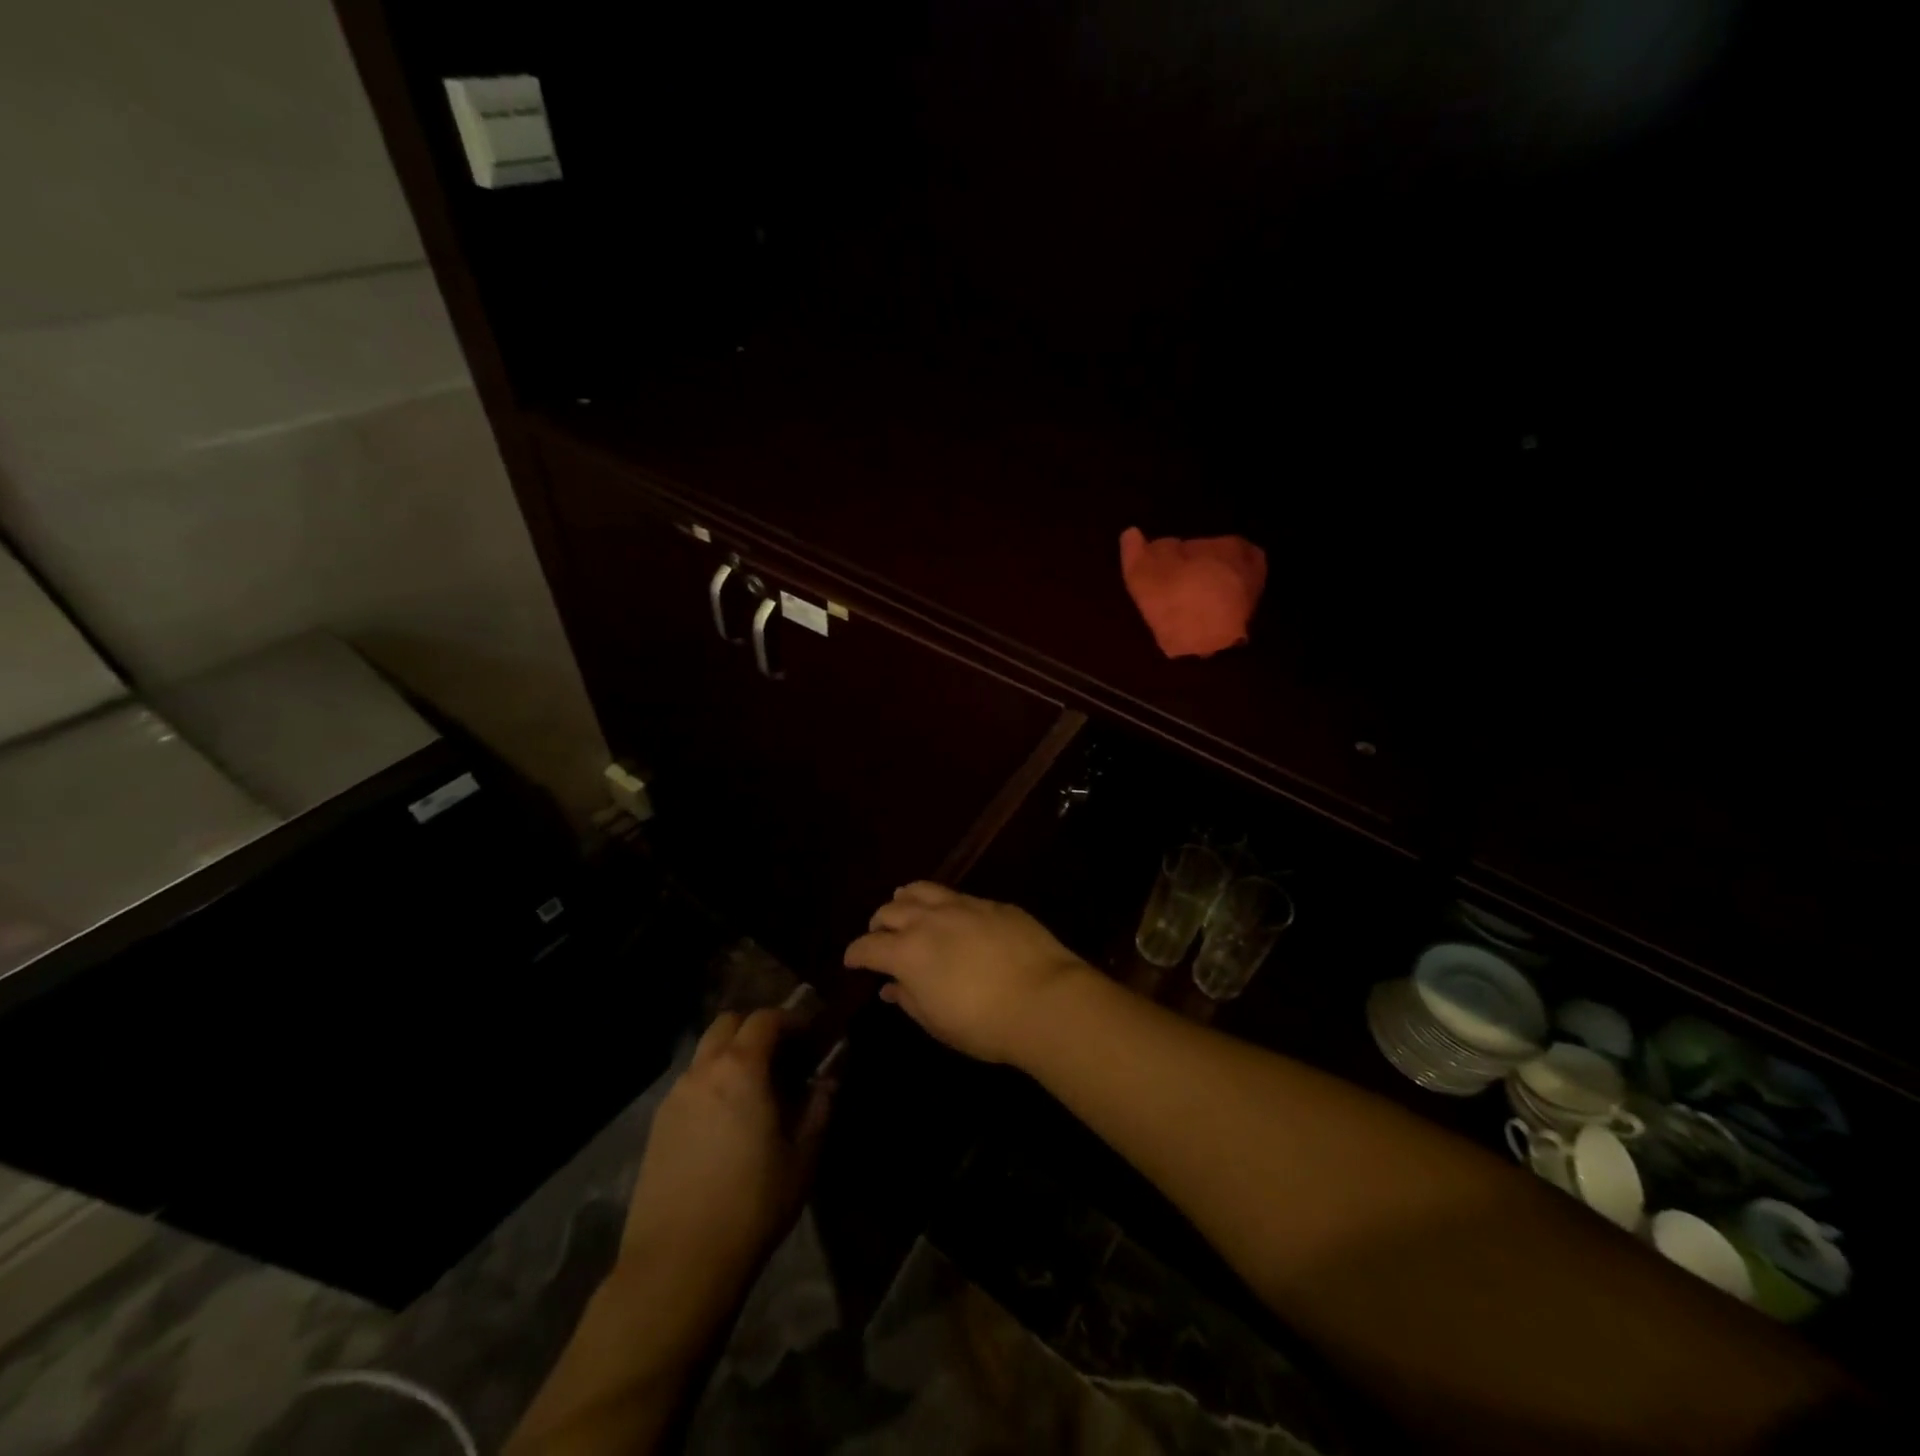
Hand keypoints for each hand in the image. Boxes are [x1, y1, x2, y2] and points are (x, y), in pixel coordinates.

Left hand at [620, 1009, 831, 1289]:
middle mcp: (703, 1071)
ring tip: (755, 1089)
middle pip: (728, 1024)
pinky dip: (711, 1083)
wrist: (677, 1264)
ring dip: (731, 1055)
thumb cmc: (752, 1205)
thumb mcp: (801, 1157)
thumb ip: (818, 1108)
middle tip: (782, 1055)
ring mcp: (675, 1097)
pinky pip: (690, 1084)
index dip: (791, 1019)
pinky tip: (726, 1120)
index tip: (811, 1036)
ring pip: (705, 1053)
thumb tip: (828, 1079)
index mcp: (741, 1069)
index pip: (765, 1019)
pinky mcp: (657, 1126)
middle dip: (756, 1028)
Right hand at [843, 883, 1093, 1064]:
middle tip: (880, 936)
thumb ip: (909, 999)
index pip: (868, 946)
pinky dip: (944, 904)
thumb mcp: (937, 1022)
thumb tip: (890, 987)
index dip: (855, 953)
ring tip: (905, 907)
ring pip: (923, 890)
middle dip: (879, 923)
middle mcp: (929, 920)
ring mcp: (963, 906)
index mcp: (908, 952)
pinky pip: (958, 896)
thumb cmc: (984, 1024)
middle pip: (891, 910)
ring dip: (907, 900)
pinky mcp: (993, 904)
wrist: (1044, 999)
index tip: (852, 961)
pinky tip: (952, 915)